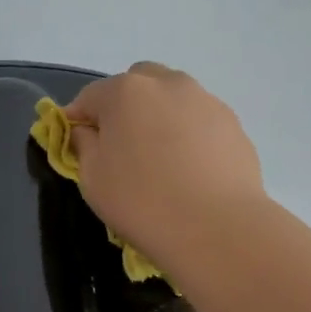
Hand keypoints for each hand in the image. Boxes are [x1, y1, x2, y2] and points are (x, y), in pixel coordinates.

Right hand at [64, 63, 265, 269]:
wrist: (217, 227)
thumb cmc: (142, 202)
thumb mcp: (92, 178)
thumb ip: (83, 145)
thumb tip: (87, 131)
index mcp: (125, 91)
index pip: (89, 97)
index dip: (78, 119)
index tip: (76, 144)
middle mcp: (167, 84)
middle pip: (136, 84)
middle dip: (124, 107)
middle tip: (122, 146)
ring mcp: (205, 101)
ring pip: (172, 98)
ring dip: (159, 117)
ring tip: (161, 159)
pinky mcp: (233, 124)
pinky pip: (199, 120)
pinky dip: (188, 134)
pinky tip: (189, 170)